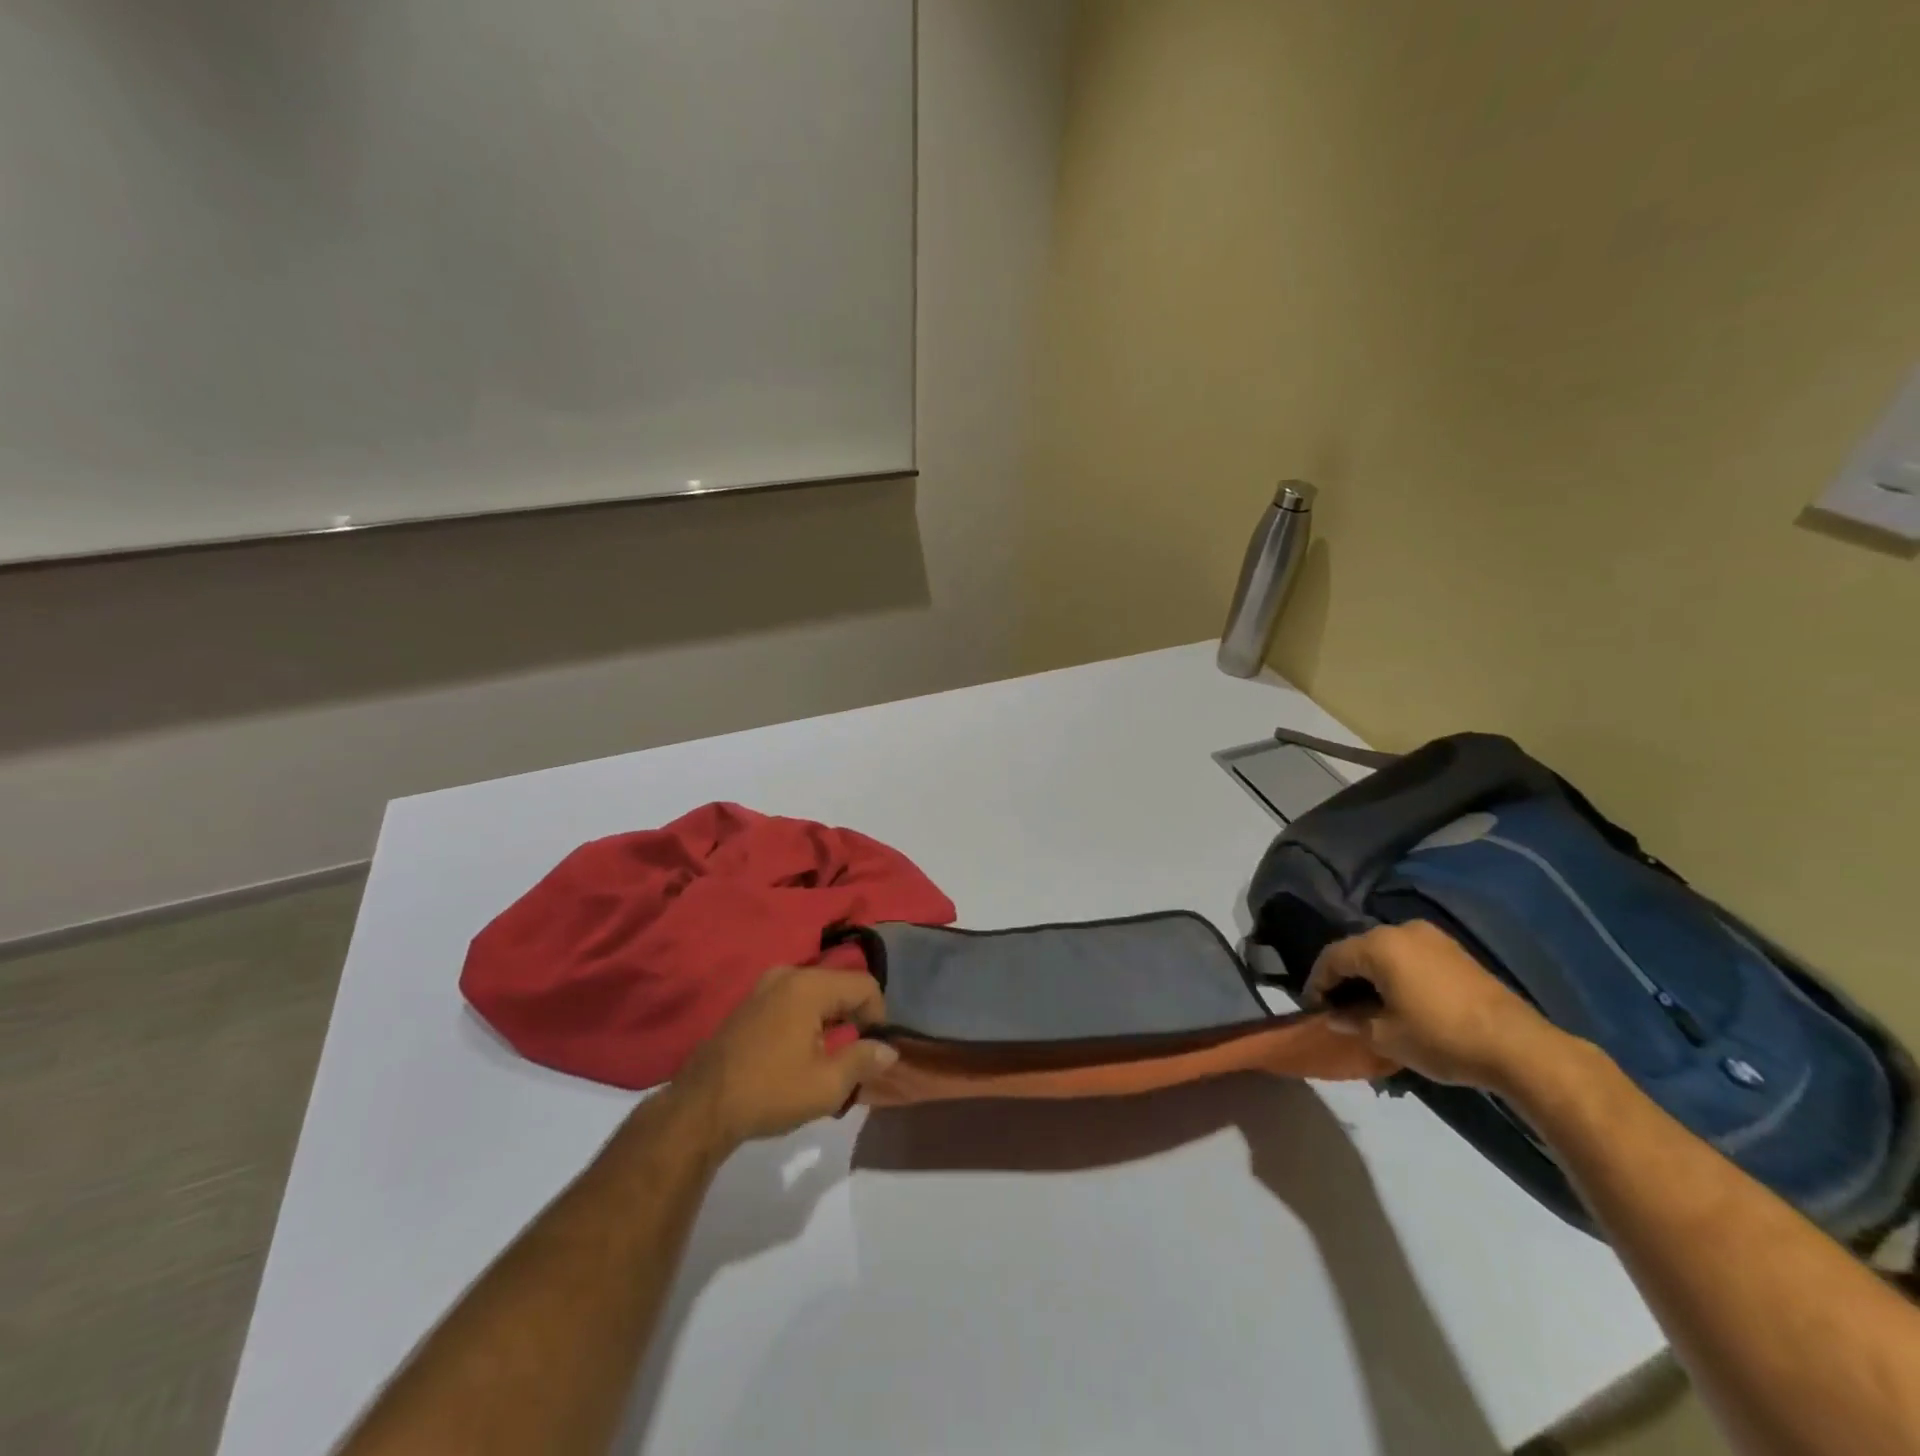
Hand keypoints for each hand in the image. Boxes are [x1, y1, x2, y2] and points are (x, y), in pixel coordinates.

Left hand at [672, 967, 898, 1149]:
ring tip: (828, 1058)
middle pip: (840, 985)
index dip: (879, 1015)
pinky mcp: (749, 1002)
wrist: (701, 1107)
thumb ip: (863, 1060)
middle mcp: (788, 974)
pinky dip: (807, 1019)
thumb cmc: (769, 1092)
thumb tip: (889, 1049)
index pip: (864, 985)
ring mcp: (764, 986)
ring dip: (830, 1020)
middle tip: (853, 1057)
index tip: (873, 1049)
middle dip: (854, 1017)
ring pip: (816, 993)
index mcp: (809, 986)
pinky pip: (793, 999)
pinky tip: (800, 1053)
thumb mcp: (826, 1085)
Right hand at [1304, 921, 1571, 1092]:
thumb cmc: (1440, 1037)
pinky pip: (1411, 957)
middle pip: (1358, 950)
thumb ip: (1354, 1021)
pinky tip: (1400, 1000)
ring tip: (1369, 1006)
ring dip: (1372, 976)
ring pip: (1386, 953)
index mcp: (1378, 945)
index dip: (1317, 983)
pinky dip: (1397, 974)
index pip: (1331, 957)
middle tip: (1338, 1007)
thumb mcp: (1387, 1037)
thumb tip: (1337, 1016)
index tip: (1313, 1009)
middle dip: (1344, 978)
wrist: (1518, 1046)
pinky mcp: (1456, 952)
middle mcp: (1401, 930)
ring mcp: (1432, 938)